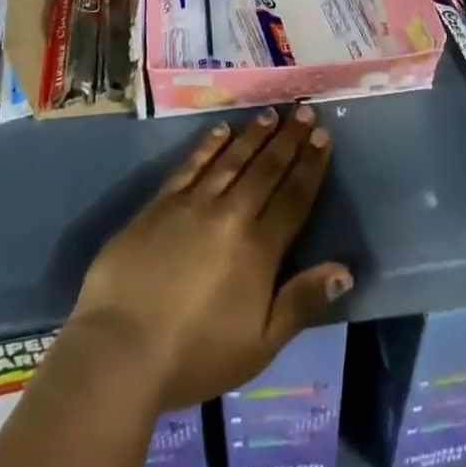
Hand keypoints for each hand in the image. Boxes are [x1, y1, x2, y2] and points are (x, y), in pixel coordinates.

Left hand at [68, 107, 351, 412]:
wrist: (121, 348)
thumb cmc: (195, 356)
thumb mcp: (260, 345)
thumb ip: (302, 302)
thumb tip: (345, 269)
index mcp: (258, 248)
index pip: (293, 197)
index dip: (310, 166)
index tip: (322, 136)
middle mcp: (230, 214)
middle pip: (266, 169)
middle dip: (288, 139)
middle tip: (304, 110)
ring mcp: (193, 203)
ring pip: (232, 159)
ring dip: (254, 135)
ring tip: (271, 113)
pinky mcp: (160, 203)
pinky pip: (191, 164)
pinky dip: (209, 145)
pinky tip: (221, 130)